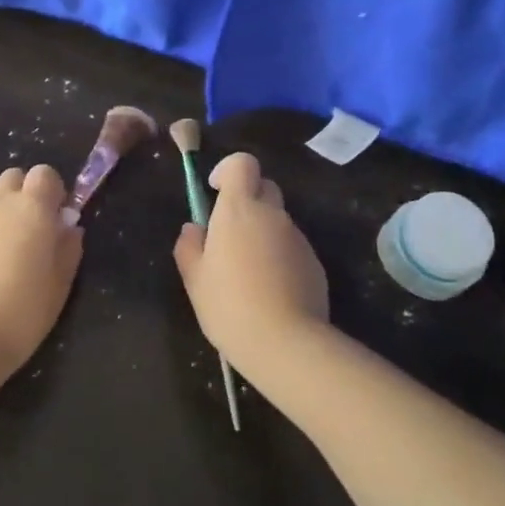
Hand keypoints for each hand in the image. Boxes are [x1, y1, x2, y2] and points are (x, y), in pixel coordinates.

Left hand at [0, 165, 83, 369]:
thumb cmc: (24, 310)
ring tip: (10, 252)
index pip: (44, 173)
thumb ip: (68, 248)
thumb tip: (69, 228)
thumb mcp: (61, 283)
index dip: (54, 191)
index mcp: (32, 208)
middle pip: (13, 177)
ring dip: (3, 212)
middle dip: (26, 193)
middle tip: (34, 230)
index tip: (58, 218)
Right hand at [173, 152, 330, 375]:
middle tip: (228, 234)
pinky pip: (292, 246)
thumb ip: (190, 246)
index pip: (242, 163)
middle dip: (247, 200)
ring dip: (262, 232)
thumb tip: (194, 228)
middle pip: (263, 187)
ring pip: (278, 220)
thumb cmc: (229, 305)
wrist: (286, 342)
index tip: (215, 190)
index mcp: (239, 209)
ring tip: (247, 272)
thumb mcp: (195, 279)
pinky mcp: (315, 262)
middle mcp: (272, 214)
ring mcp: (298, 237)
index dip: (228, 170)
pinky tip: (269, 290)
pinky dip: (279, 256)